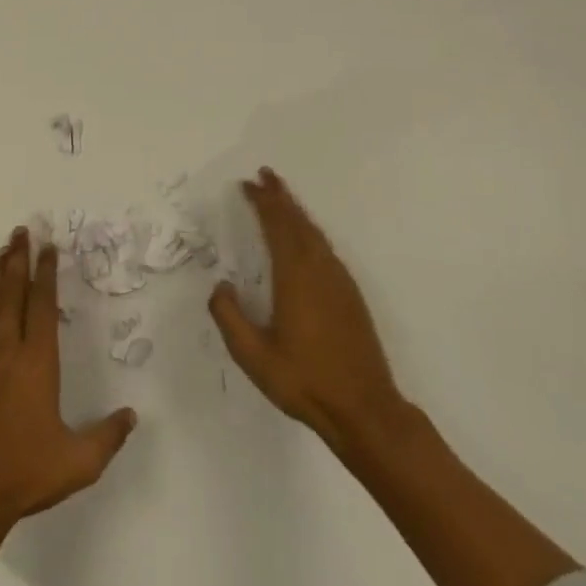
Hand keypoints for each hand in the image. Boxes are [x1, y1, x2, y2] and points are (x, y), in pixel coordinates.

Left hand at [0, 229, 137, 527]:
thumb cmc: (26, 471)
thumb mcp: (78, 462)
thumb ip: (108, 437)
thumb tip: (131, 416)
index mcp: (36, 363)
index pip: (42, 306)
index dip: (46, 273)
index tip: (48, 247)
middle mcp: (8, 351)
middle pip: (12, 293)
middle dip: (17, 259)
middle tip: (22, 230)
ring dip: (0, 273)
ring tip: (5, 250)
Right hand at [209, 168, 406, 447]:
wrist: (364, 409)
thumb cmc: (304, 380)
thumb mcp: (253, 355)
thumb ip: (229, 317)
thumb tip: (220, 287)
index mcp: (295, 276)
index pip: (277, 226)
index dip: (262, 202)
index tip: (248, 184)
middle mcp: (320, 270)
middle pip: (299, 222)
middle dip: (280, 197)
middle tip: (264, 176)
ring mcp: (339, 281)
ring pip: (315, 234)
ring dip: (296, 212)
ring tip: (281, 198)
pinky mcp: (351, 296)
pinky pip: (326, 249)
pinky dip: (310, 232)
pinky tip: (305, 239)